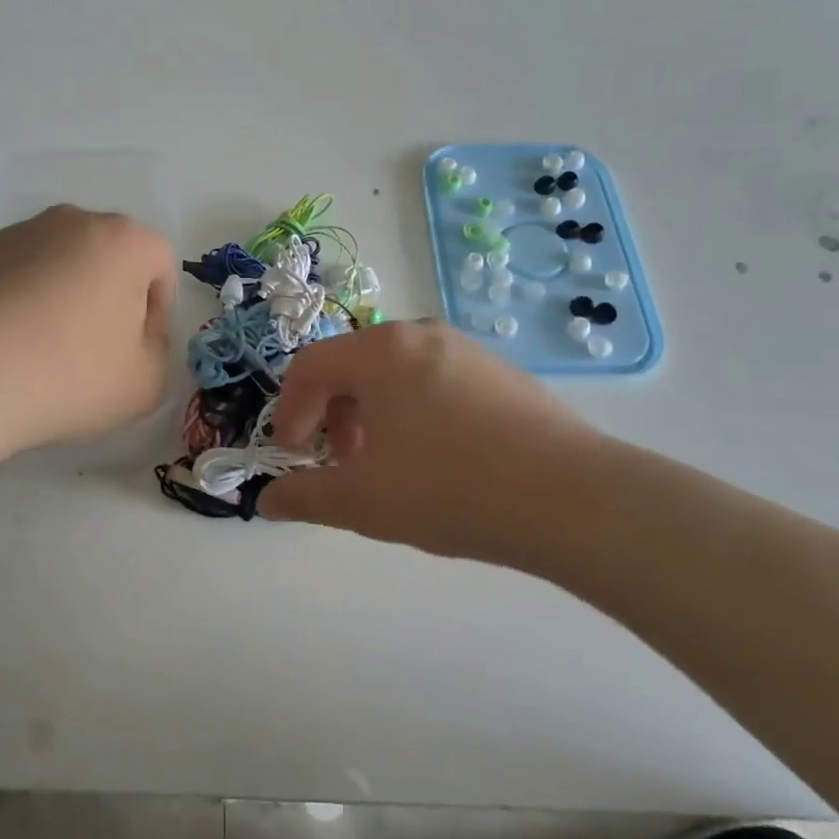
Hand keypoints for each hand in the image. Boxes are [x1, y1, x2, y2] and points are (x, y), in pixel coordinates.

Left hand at [0, 206, 176, 459]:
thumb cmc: (69, 375)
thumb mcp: (145, 382)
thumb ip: (157, 352)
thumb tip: (135, 335)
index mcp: (124, 240)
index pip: (160, 264)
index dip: (158, 312)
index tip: (137, 352)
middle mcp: (72, 222)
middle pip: (110, 258)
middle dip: (112, 299)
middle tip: (97, 351)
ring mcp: (17, 235)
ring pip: (62, 265)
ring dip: (65, 299)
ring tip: (46, 353)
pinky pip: (19, 278)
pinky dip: (24, 304)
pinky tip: (9, 348)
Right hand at [258, 320, 609, 567]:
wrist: (572, 499)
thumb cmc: (449, 489)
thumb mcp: (362, 502)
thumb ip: (304, 497)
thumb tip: (266, 502)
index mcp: (380, 352)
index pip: (310, 366)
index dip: (291, 412)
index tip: (297, 457)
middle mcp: (421, 335)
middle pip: (353, 366)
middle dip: (334, 417)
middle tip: (344, 466)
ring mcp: (467, 350)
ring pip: (396, 375)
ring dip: (374, 416)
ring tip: (391, 468)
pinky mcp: (502, 373)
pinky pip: (437, 383)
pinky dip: (416, 413)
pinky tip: (441, 462)